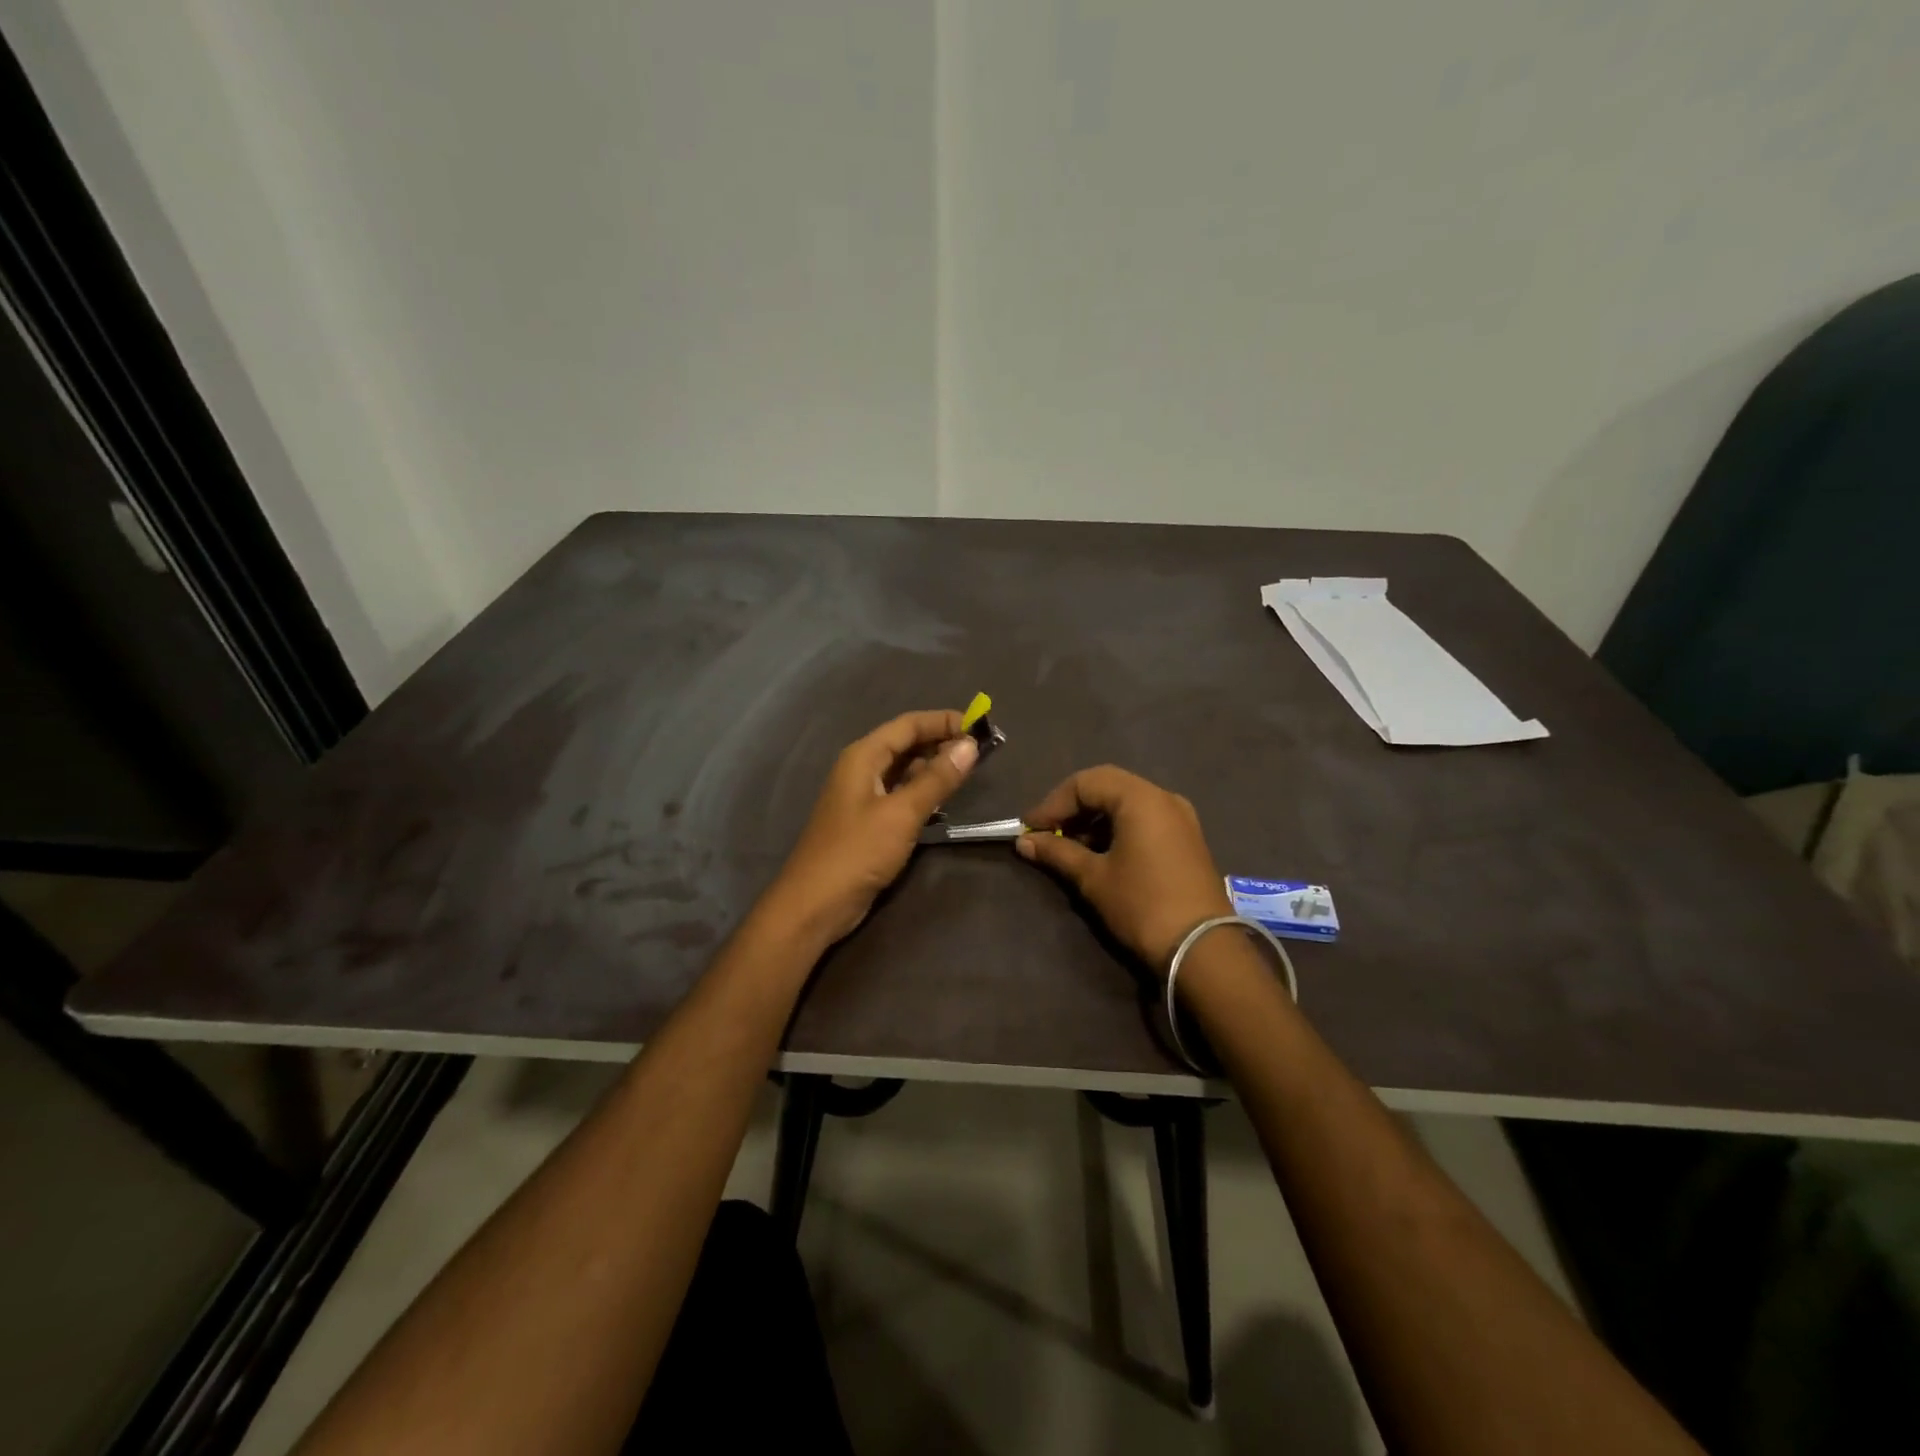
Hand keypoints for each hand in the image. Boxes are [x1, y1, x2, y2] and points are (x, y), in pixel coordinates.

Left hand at [759, 709, 978, 946]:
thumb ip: (937, 779)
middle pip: (906, 744)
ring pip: (904, 770)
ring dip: (934, 768)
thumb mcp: (902, 813)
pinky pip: (900, 795)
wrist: (815, 904)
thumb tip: (969, 745)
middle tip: (981, 751)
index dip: (944, 721)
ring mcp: (863, 796)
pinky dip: (923, 792)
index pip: (909, 725)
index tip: (980, 726)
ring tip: (969, 772)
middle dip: (942, 743)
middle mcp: (861, 769)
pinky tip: (944, 801)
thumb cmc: (857, 852)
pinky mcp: (868, 822)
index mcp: (863, 757)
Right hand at [1016, 765, 1231, 972]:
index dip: (1053, 804)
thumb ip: (1057, 852)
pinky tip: (1099, 854)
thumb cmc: (1142, 905)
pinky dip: (1117, 829)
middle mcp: (1163, 797)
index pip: (1085, 783)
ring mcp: (1180, 817)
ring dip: (1094, 820)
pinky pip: (1144, 819)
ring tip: (1068, 848)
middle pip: (1107, 787)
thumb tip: (1024, 841)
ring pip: (1126, 803)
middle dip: (1072, 808)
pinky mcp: (1186, 839)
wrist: (1203, 949)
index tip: (1030, 829)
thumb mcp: (1094, 878)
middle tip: (1046, 834)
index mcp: (1140, 798)